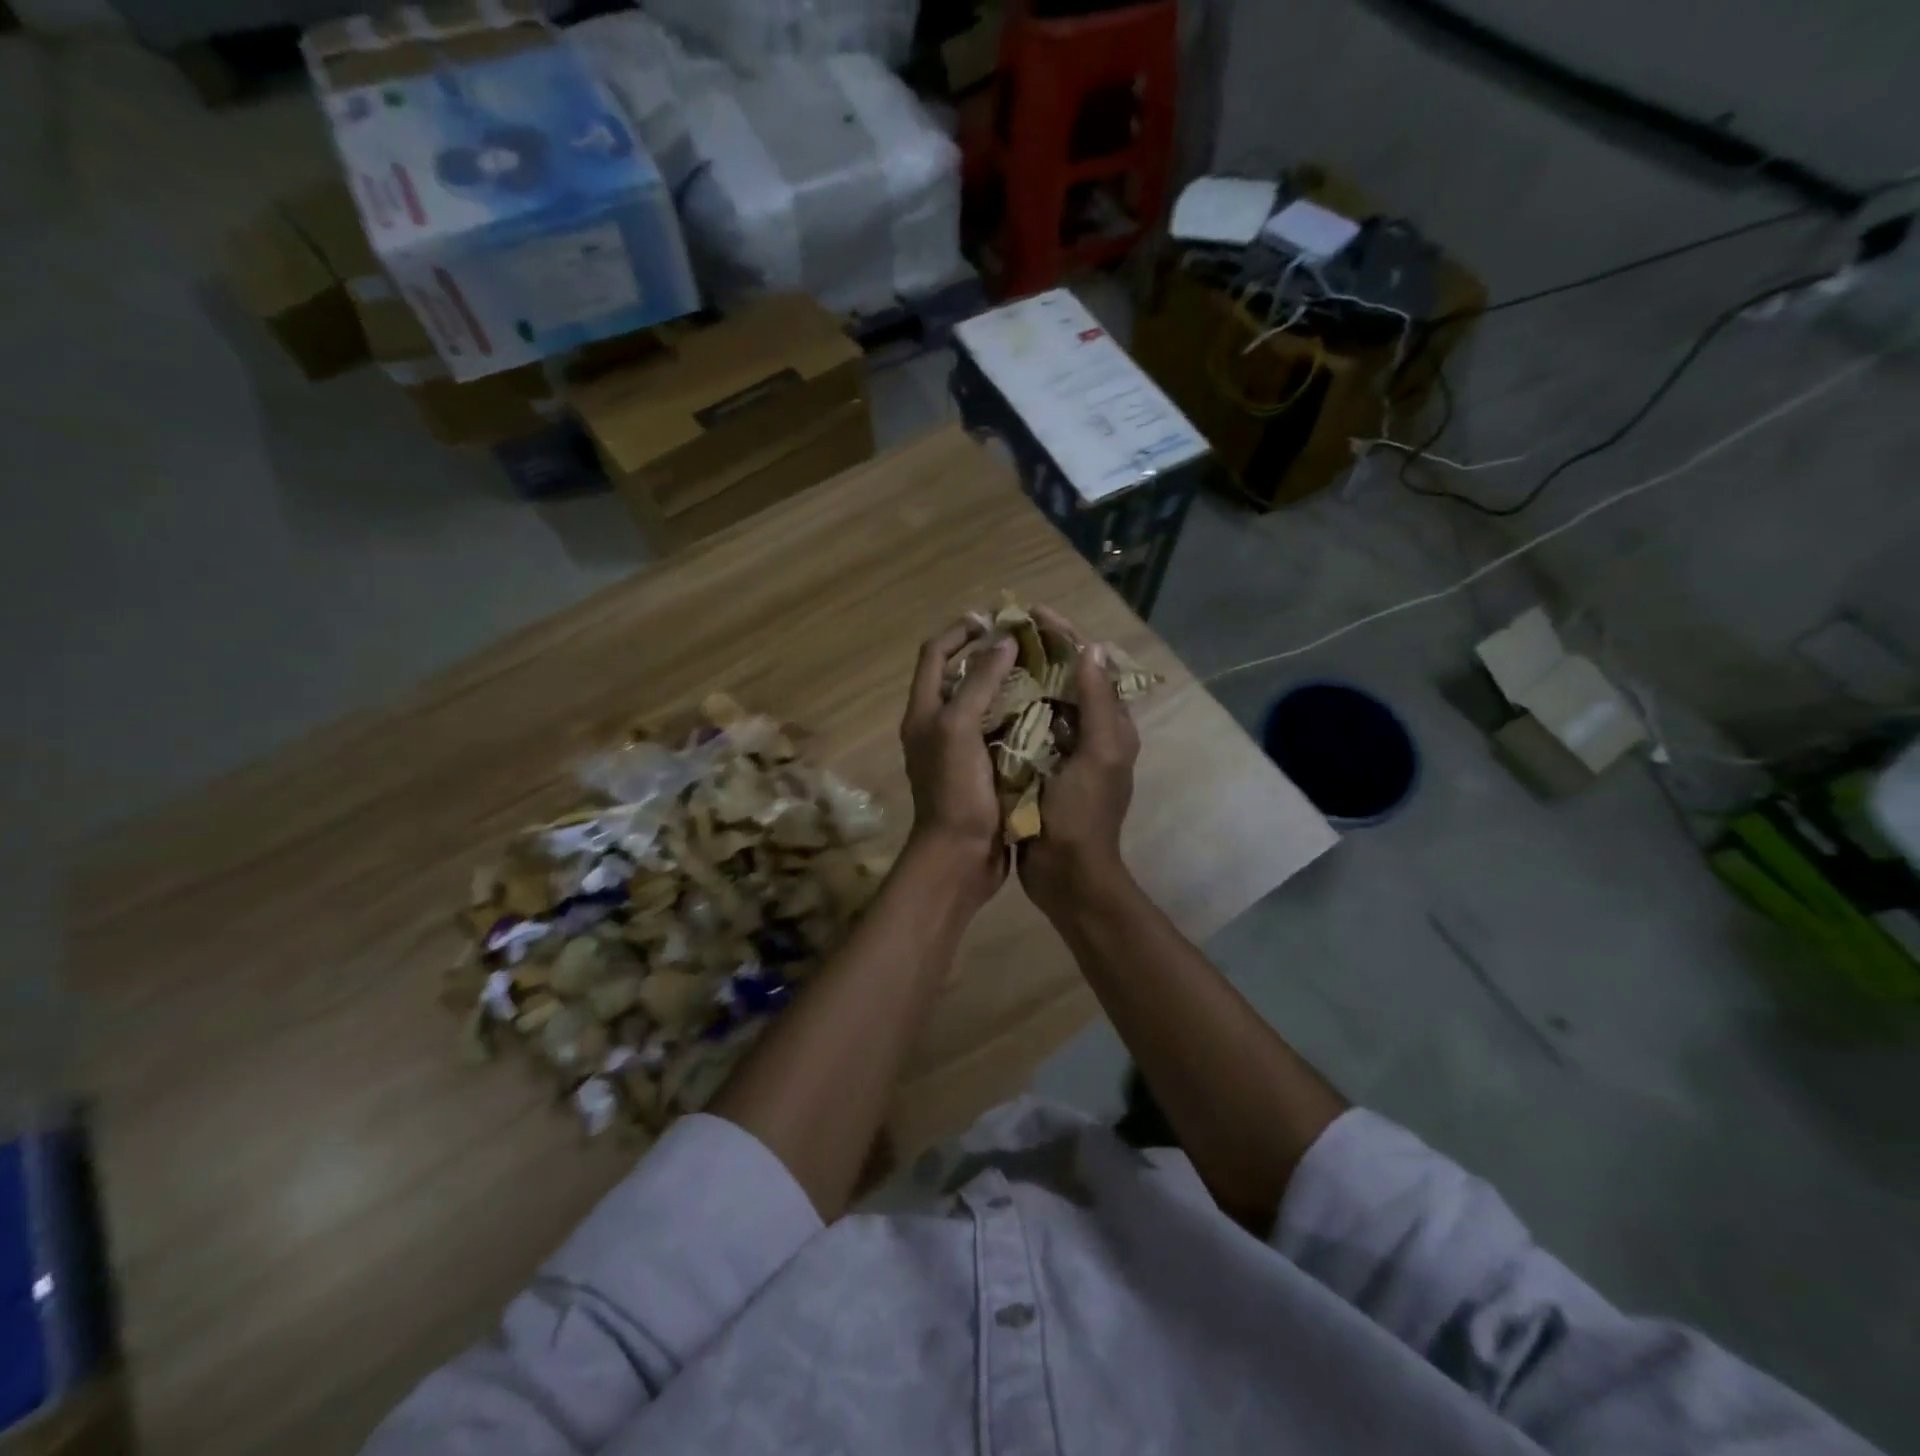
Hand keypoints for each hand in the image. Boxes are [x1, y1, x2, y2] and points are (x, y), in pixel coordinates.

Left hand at [900, 620, 1017, 910]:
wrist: (960, 856)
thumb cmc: (954, 790)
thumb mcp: (959, 729)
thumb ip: (978, 682)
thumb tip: (1002, 641)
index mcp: (924, 711)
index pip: (934, 654)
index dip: (960, 631)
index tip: (994, 618)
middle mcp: (939, 725)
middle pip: (959, 675)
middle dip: (988, 654)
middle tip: (1027, 642)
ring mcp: (961, 748)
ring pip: (983, 702)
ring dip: (1008, 684)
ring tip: (1042, 669)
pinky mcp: (984, 768)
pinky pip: (1001, 730)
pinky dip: (1019, 715)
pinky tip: (1048, 709)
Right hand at [1018, 609, 1139, 920]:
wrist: (1067, 873)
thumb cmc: (1083, 814)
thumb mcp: (1099, 754)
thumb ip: (1098, 702)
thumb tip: (1091, 648)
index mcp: (1109, 725)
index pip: (1091, 665)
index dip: (1064, 634)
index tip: (1031, 611)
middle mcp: (1090, 731)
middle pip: (1067, 678)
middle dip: (1040, 649)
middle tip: (1004, 629)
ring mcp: (1064, 751)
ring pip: (1044, 700)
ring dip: (1022, 676)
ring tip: (990, 654)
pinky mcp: (1040, 768)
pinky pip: (1026, 727)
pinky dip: (1010, 709)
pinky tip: (984, 697)